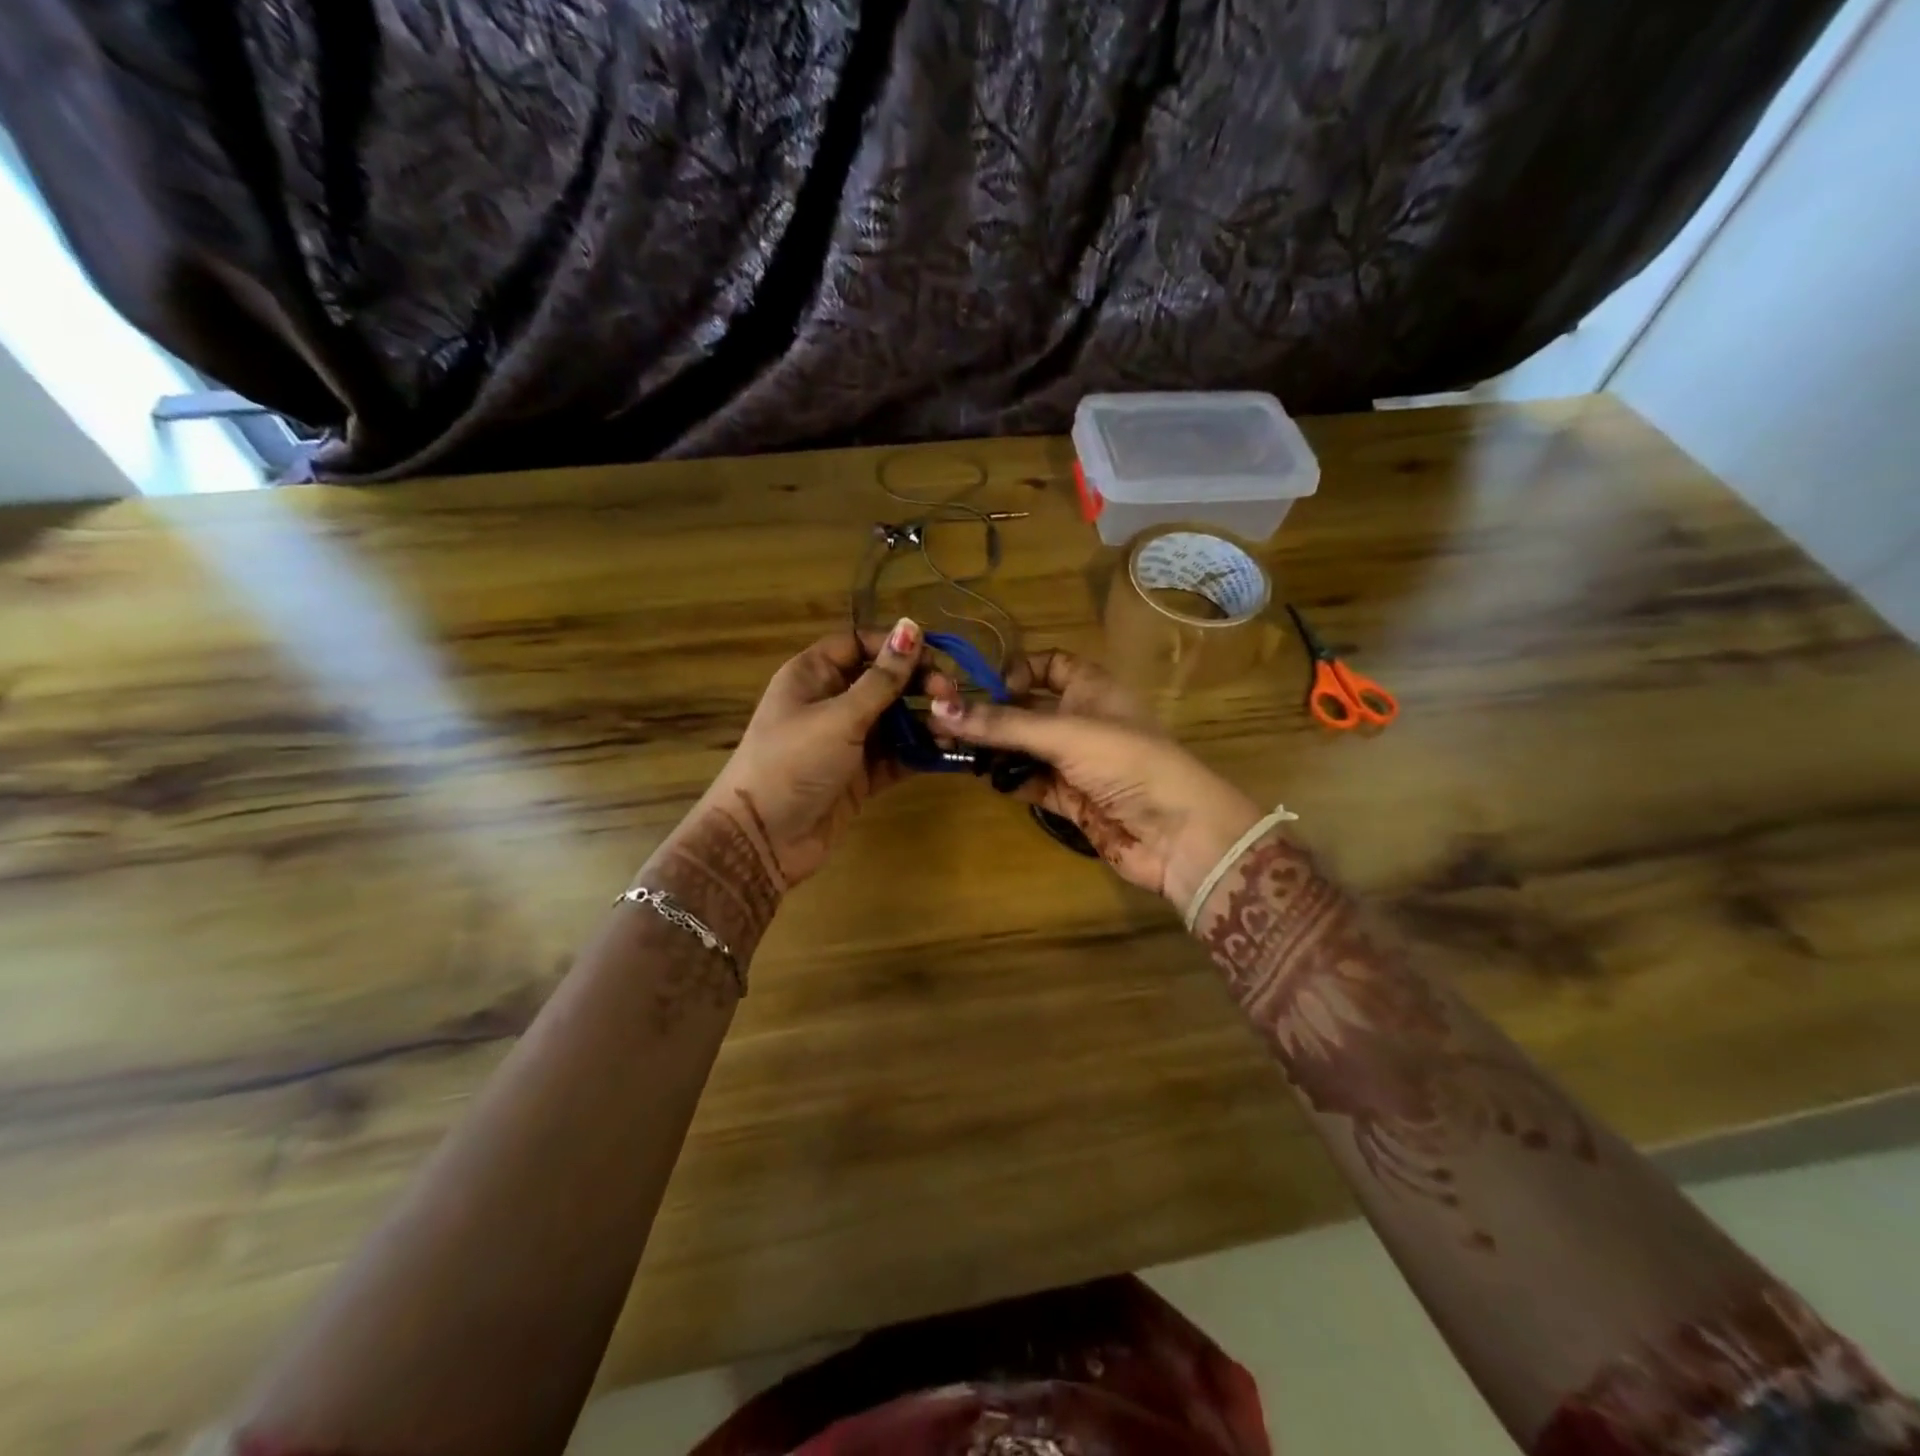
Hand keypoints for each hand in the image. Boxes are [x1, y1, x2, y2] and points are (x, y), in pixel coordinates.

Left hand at [693, 618, 931, 891]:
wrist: (763, 839)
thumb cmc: (793, 763)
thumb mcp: (840, 716)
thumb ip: (882, 678)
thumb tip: (910, 626)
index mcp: (813, 675)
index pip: (860, 643)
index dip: (896, 646)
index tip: (933, 656)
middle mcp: (831, 701)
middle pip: (883, 681)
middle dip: (919, 685)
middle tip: (951, 698)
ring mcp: (847, 740)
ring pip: (894, 719)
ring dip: (925, 721)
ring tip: (954, 727)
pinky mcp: (860, 774)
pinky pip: (896, 754)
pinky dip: (919, 752)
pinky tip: (945, 751)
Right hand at [928, 651, 1262, 908]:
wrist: (1176, 832)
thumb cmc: (1126, 761)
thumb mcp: (1063, 733)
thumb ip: (1002, 724)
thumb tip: (939, 709)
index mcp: (1091, 687)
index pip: (1048, 664)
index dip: (1017, 670)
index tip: (985, 688)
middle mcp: (1082, 719)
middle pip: (1027, 709)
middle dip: (990, 714)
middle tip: (942, 723)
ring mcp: (1076, 761)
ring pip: (1024, 748)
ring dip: (993, 750)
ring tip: (949, 751)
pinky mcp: (1071, 799)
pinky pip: (1031, 782)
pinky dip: (1009, 780)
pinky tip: (985, 778)